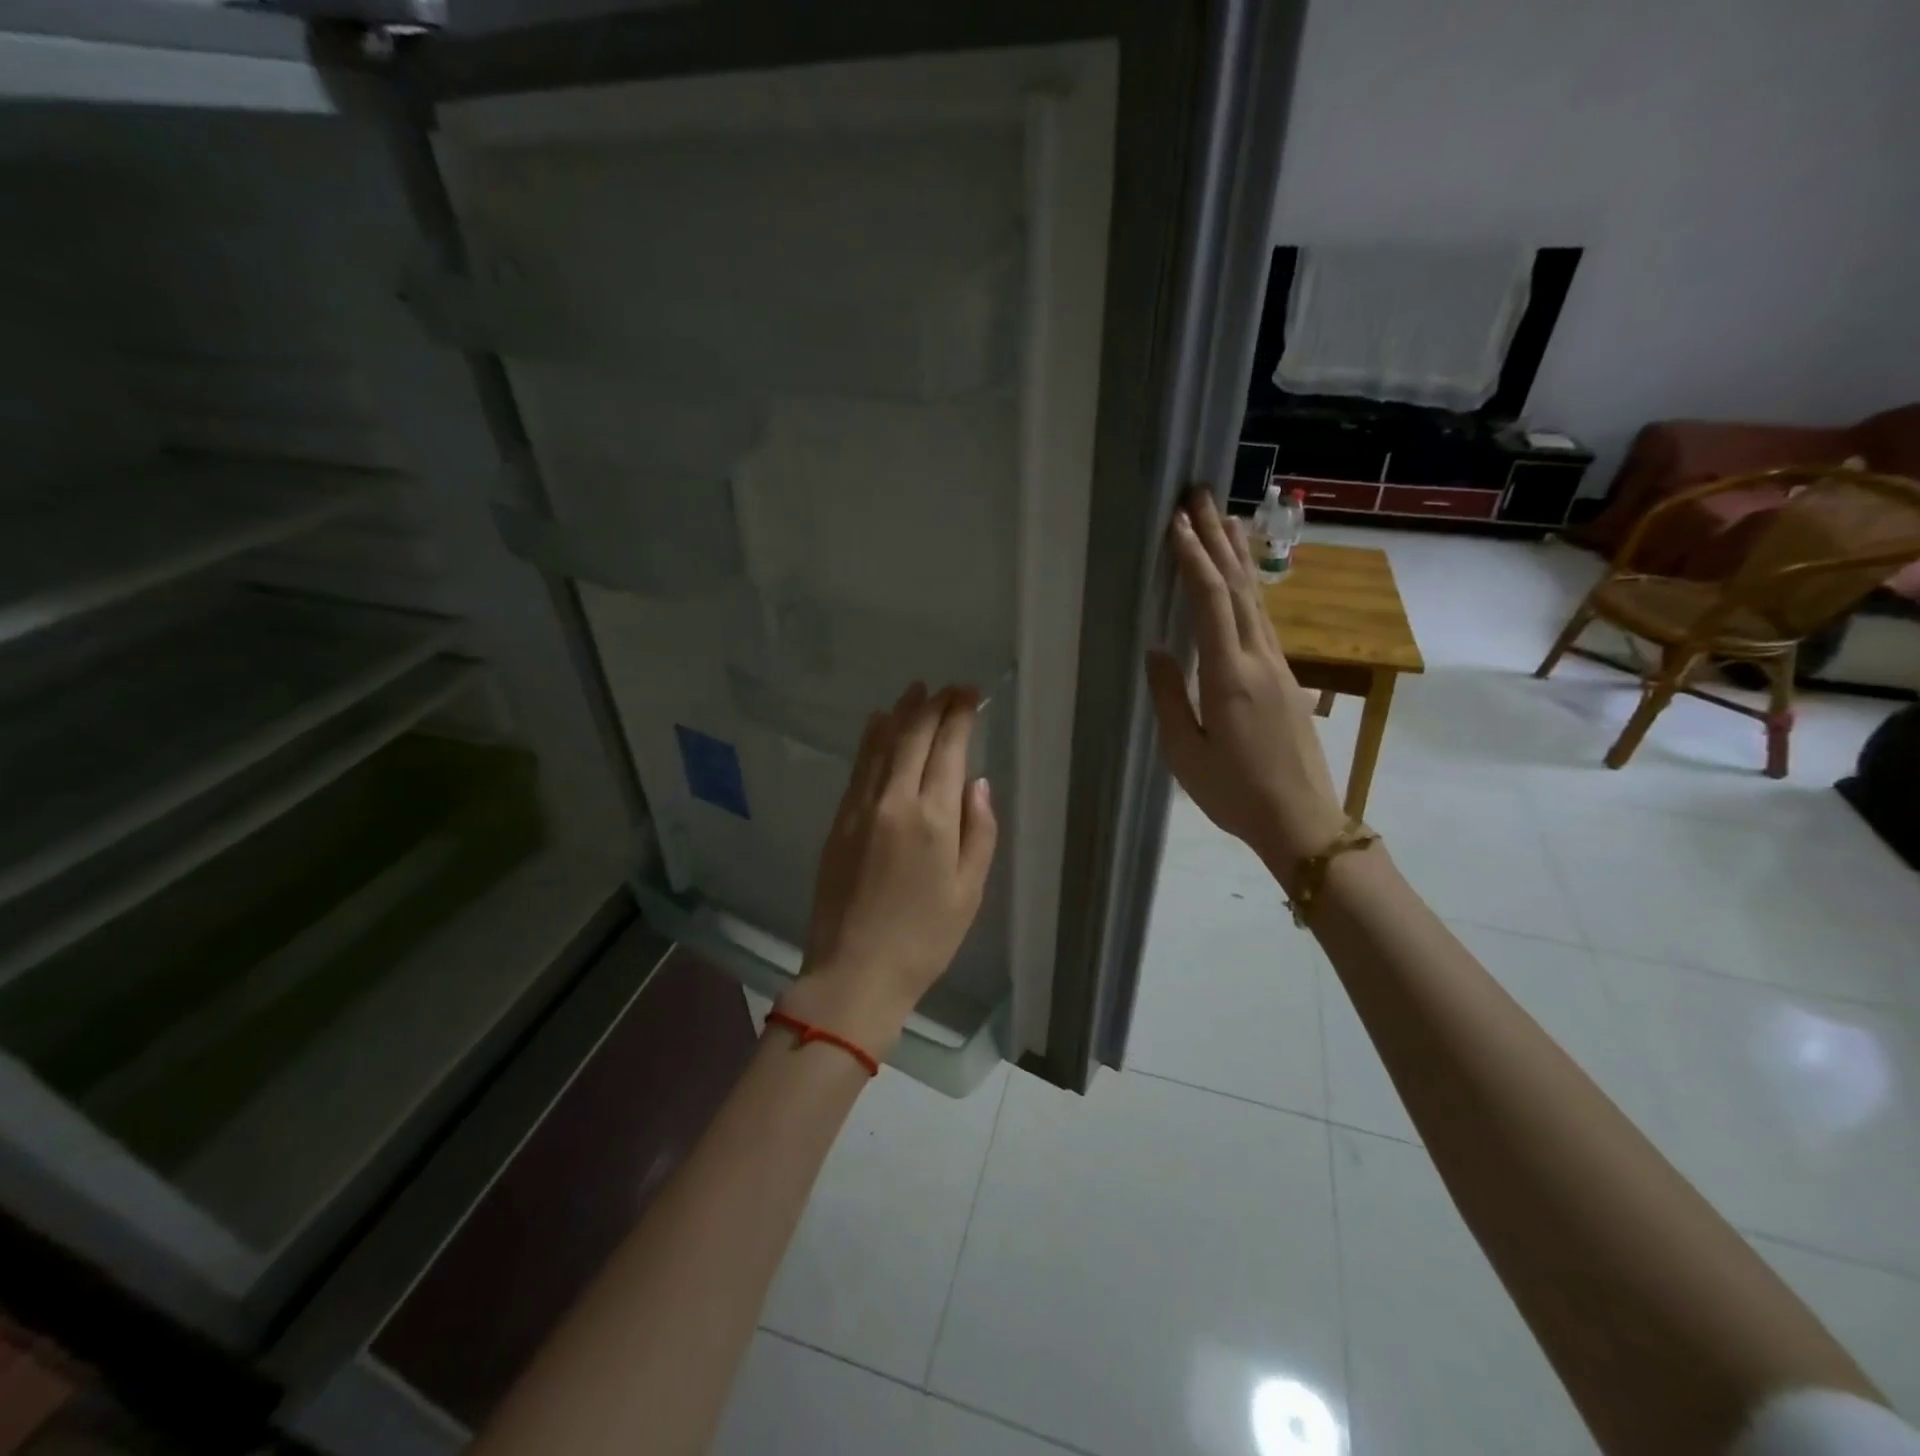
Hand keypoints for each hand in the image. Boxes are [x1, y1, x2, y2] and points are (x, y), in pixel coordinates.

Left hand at [781, 683, 998, 1056]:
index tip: (969, 693)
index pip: (948, 749)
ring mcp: (860, 808)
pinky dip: (871, 740)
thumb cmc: (924, 939)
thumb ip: (979, 832)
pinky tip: (879, 725)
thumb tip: (977, 783)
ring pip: (881, 745)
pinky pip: (858, 767)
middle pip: (913, 737)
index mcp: (933, 819)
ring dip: (901, 713)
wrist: (854, 972)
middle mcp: (894, 801)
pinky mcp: (838, 821)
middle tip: (949, 688)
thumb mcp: (969, 891)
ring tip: (916, 692)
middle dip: (933, 705)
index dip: (959, 715)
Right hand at [1145, 489, 1345, 877]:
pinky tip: (1245, 580)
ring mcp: (1279, 667)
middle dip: (1217, 539)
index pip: (1211, 602)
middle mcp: (1260, 659)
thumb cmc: (1234, 792)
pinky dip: (1251, 589)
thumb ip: (1170, 696)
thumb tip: (1157, 649)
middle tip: (1201, 496)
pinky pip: (1264, 620)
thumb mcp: (1185, 752)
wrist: (1301, 820)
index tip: (1175, 525)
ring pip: (1258, 600)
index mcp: (1229, 675)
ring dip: (1240, 557)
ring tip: (1226, 519)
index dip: (1193, 560)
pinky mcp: (1287, 679)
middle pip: (1240, 587)